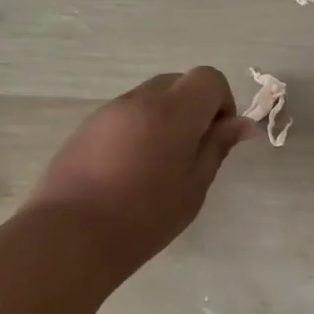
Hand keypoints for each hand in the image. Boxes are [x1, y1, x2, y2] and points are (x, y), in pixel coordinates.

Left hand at [26, 67, 254, 264]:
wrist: (70, 235)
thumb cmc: (143, 217)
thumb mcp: (193, 187)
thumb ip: (217, 147)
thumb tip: (243, 124)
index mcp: (173, 111)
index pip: (209, 78)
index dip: (221, 102)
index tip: (216, 138)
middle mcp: (140, 99)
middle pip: (178, 82)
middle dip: (193, 108)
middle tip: (190, 154)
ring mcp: (109, 110)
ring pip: (150, 98)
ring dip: (164, 119)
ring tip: (156, 167)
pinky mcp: (86, 126)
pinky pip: (124, 115)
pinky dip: (137, 129)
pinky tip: (127, 171)